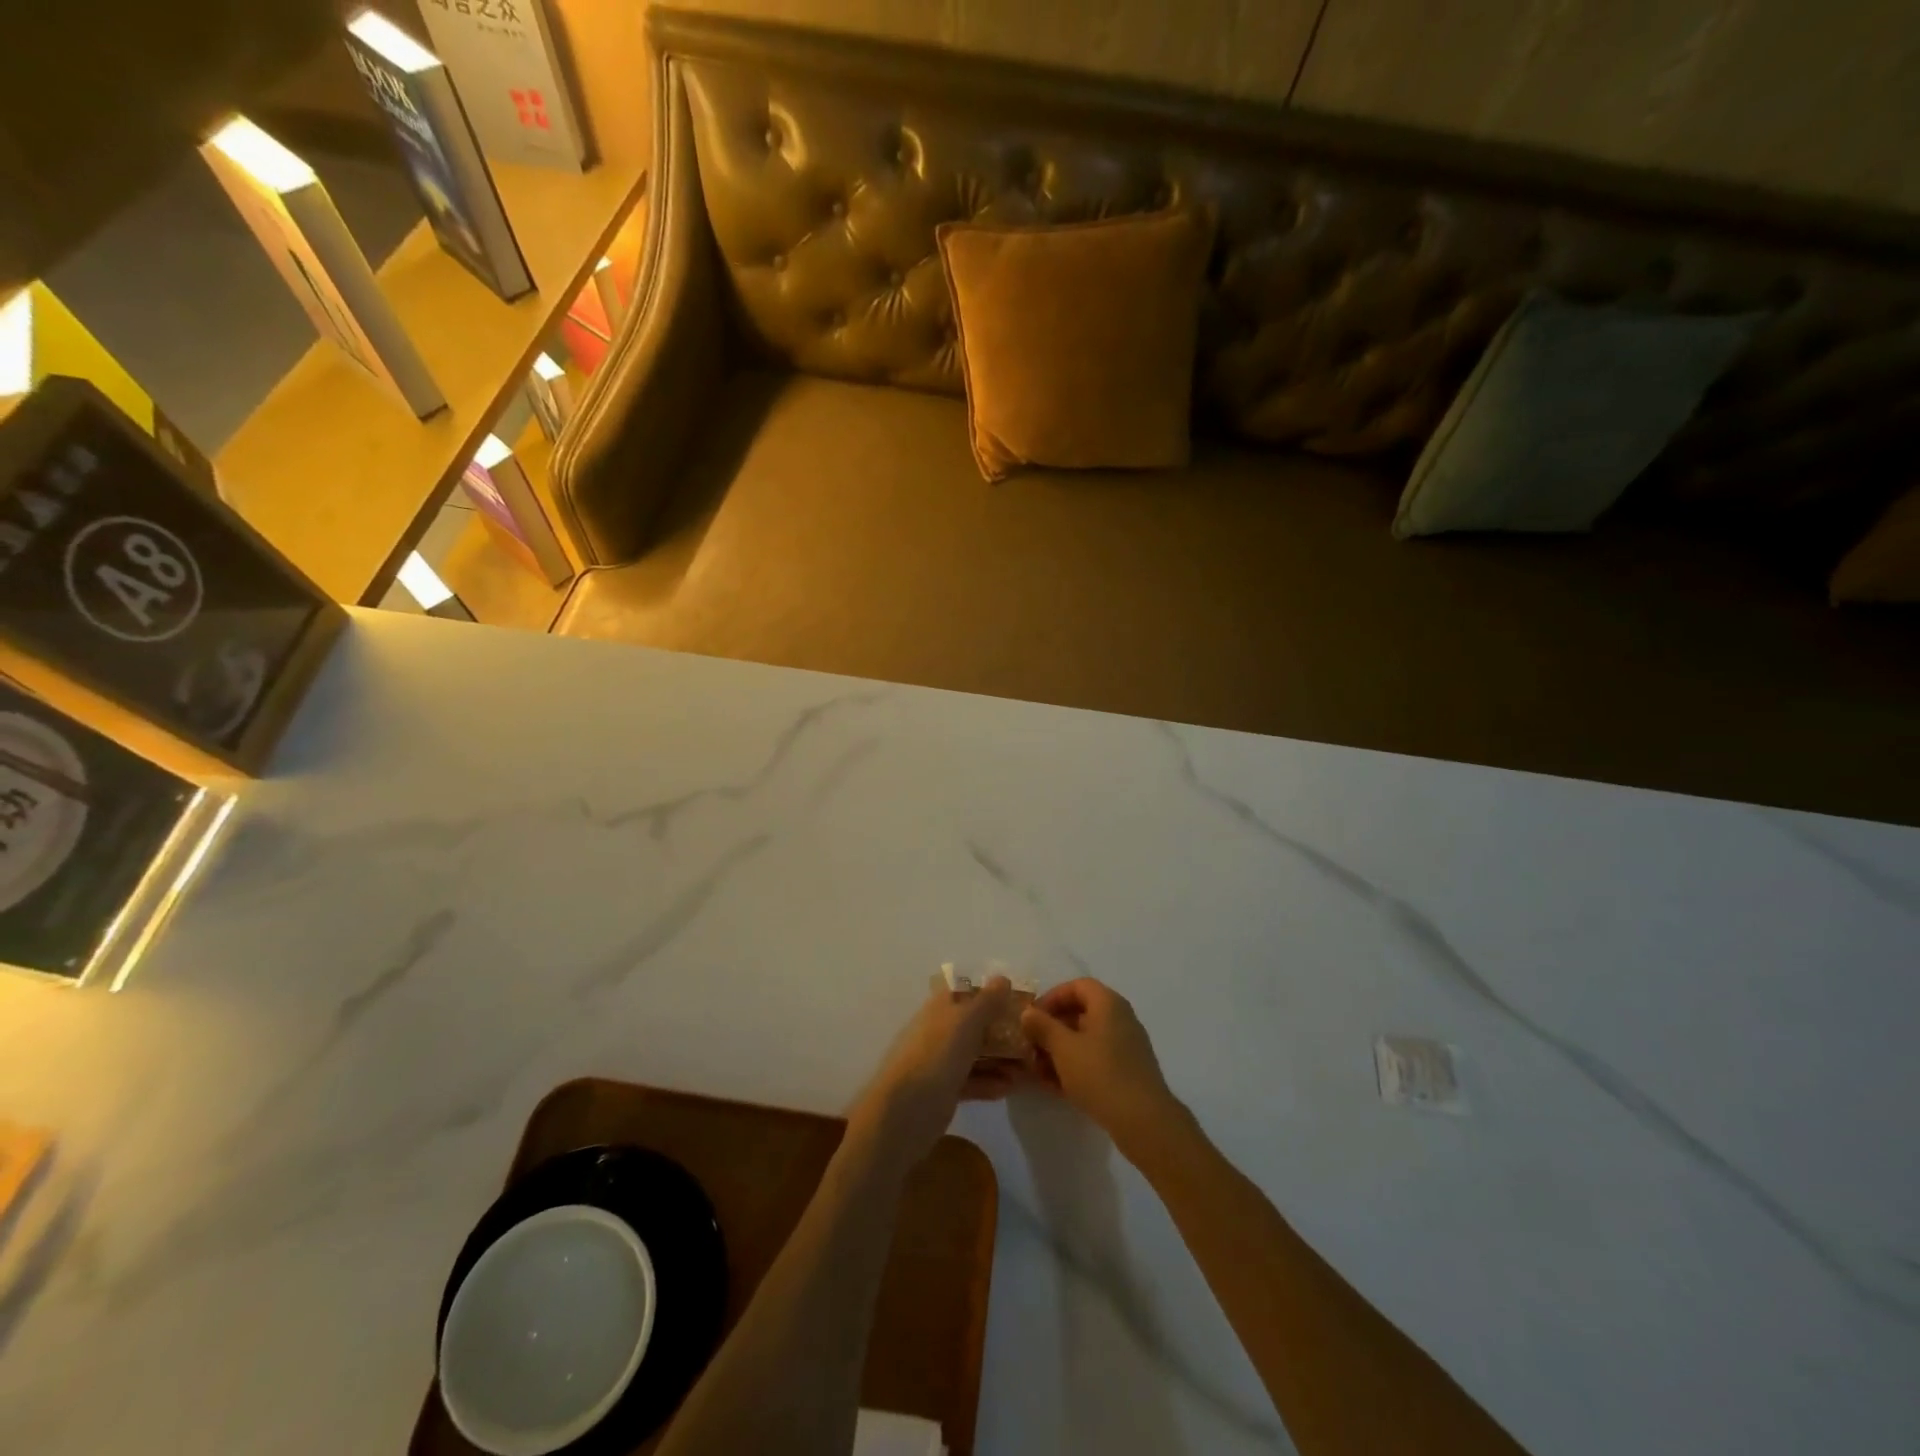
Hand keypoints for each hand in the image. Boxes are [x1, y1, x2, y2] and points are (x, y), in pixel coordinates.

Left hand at [848, 976, 1020, 1166]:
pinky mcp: (944, 1091)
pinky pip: (972, 1081)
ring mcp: (941, 1062)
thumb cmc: (936, 1057)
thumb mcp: (965, 1023)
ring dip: (1001, 1058)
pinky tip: (1011, 1087)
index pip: (967, 992)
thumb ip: (986, 1002)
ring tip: (1029, 1068)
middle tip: (1032, 1038)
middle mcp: (940, 1031)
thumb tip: (1002, 978)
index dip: (991, 993)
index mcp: (940, 1009)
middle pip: (975, 1024)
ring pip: (976, 1054)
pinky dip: (990, 1082)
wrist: (904, 1113)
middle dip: (1003, 1030)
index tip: (1019, 1000)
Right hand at [1020, 979, 1184, 1154]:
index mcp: (1108, 1004)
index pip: (1077, 986)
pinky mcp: (1127, 1072)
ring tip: (1038, 1070)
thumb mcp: (1063, 1048)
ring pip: (1086, 1040)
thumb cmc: (1100, 1074)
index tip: (1033, 1017)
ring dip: (1060, 1051)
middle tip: (1031, 1045)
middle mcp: (1120, 1019)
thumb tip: (1027, 1013)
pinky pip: (1096, 1060)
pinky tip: (1055, 1086)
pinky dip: (1075, 1067)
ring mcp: (1126, 1047)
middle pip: (1081, 1013)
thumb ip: (1043, 1027)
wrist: (1143, 1121)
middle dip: (1052, 1029)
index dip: (1052, 998)